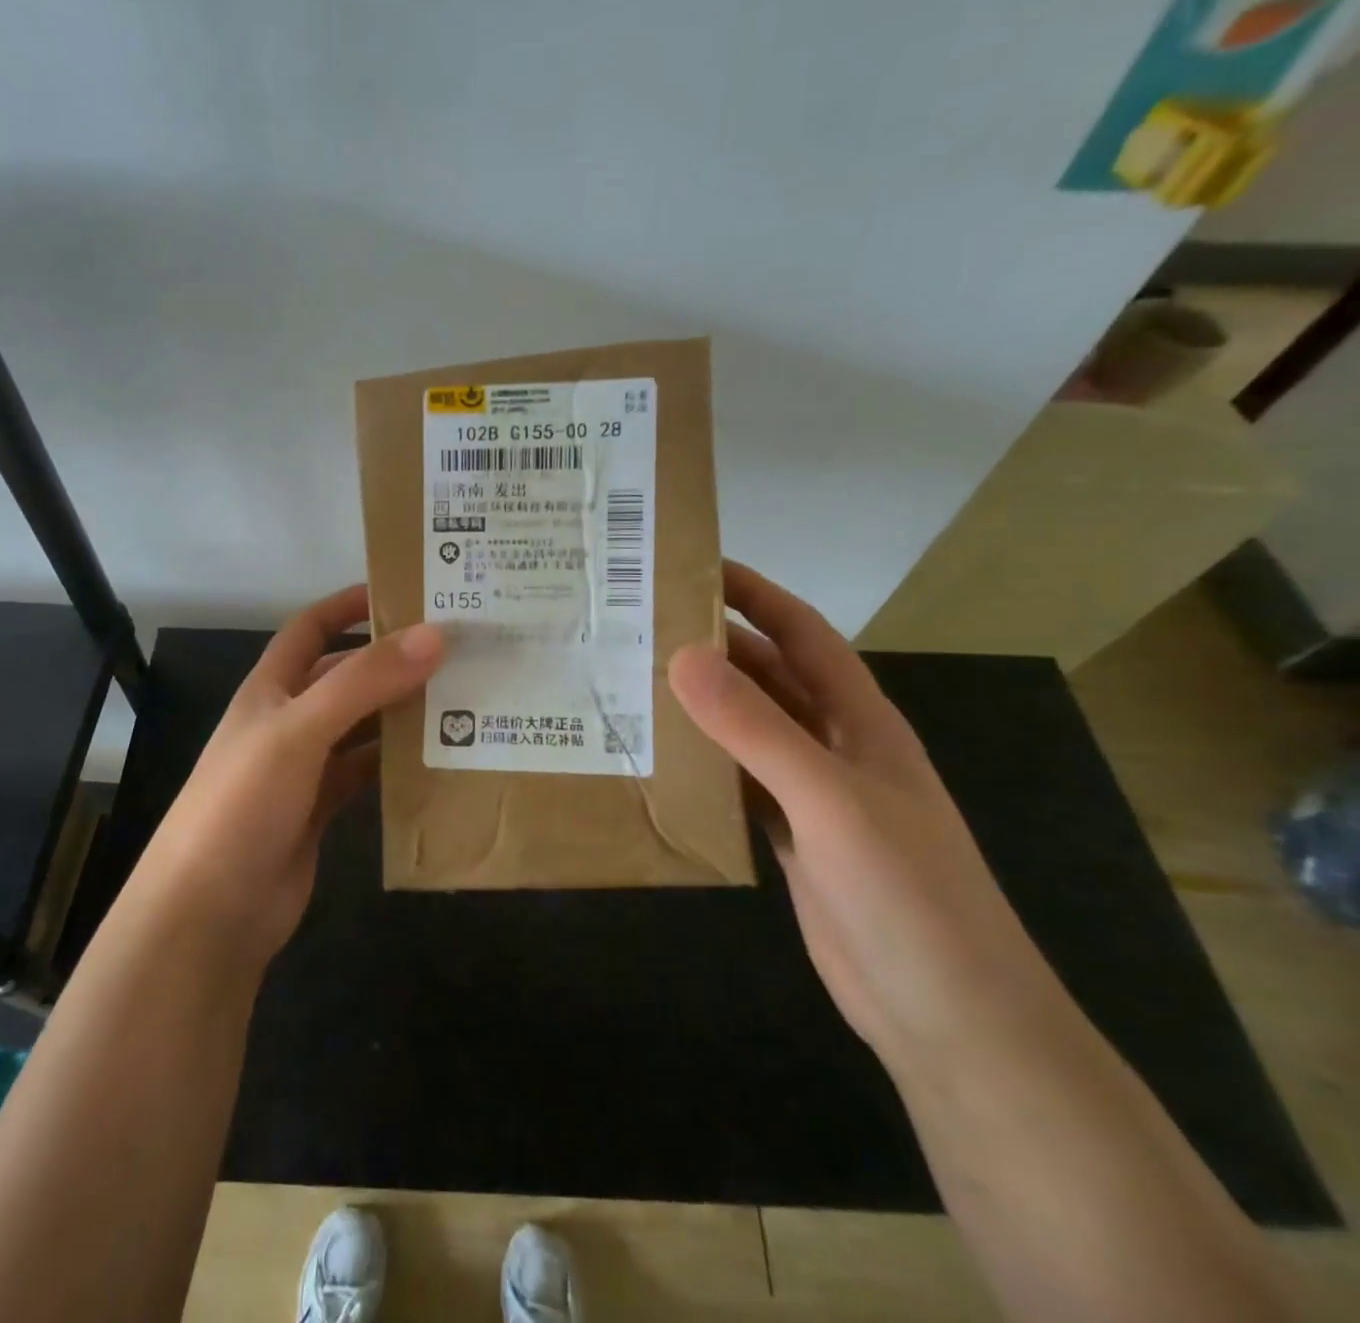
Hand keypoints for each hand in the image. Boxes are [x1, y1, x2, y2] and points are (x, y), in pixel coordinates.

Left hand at [143, 585, 443, 964]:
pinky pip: (365, 773)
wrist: (210, 911)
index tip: (406, 592)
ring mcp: (304, 767)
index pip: (311, 627)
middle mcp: (288, 720)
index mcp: (271, 688)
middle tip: (456, 651)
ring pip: (361, 725)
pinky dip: (396, 763)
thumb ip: (364, 682)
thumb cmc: (244, 803)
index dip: (349, 604)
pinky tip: (436, 759)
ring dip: (400, 712)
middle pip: (345, 676)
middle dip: (391, 661)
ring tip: (461, 699)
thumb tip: (433, 635)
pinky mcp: (320, 809)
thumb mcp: (300, 730)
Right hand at [668, 561, 1072, 1078]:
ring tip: (633, 684)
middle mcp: (835, 747)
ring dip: (702, 707)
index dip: (754, 594)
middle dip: (713, 646)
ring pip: (749, 731)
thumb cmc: (906, 895)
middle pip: (768, 677)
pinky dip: (703, 765)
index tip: (691, 567)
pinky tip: (661, 760)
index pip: (802, 634)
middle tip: (639, 627)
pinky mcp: (794, 839)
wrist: (950, 1018)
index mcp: (859, 721)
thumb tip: (683, 656)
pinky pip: (740, 782)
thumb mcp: (829, 801)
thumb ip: (757, 730)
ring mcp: (815, 796)